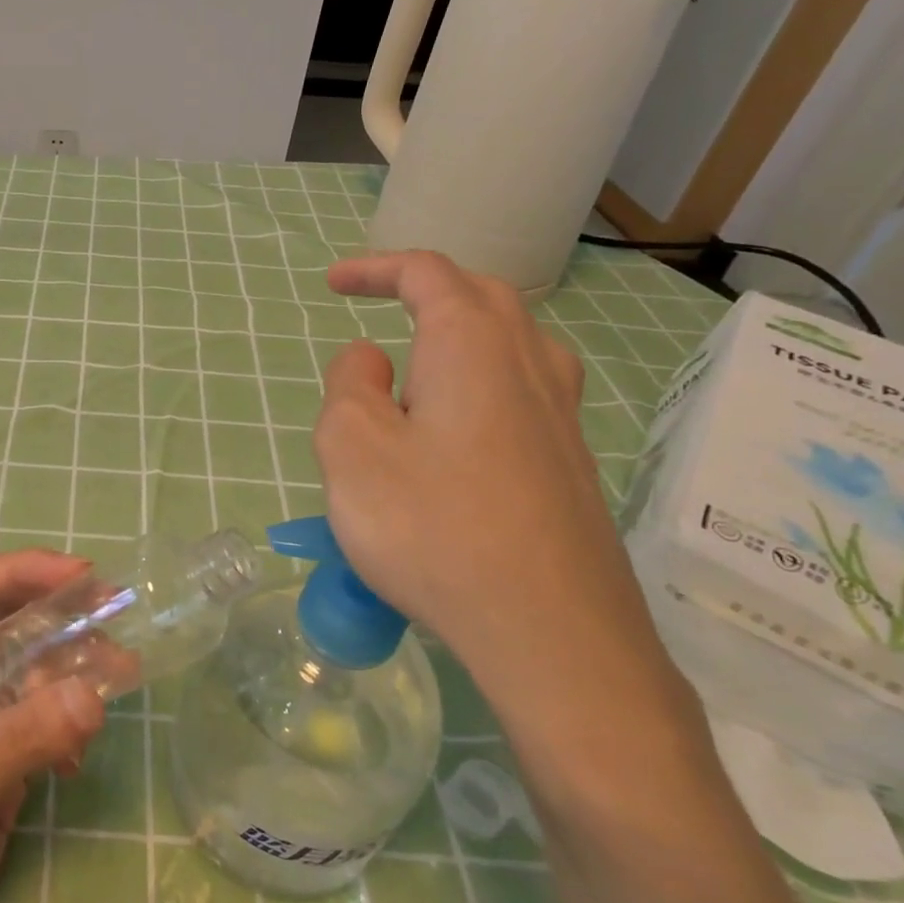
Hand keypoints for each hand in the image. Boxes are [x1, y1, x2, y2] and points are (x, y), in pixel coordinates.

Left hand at [0, 552, 105, 902]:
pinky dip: (68, 728)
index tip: (83, 574)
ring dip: (73, 670)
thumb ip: (17, 739)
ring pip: (30, 673)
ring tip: (120, 675)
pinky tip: (79, 759)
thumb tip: (95, 697)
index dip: (22, 571)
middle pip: (6, 624)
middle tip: (114, 612)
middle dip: (57, 615)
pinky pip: (42, 727)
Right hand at [318, 251, 684, 730]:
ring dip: (458, 337)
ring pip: (511, 346)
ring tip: (413, 372)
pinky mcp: (571, 466)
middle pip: (482, 298)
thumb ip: (350, 386)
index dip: (376, 268)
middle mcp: (529, 366)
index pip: (427, 274)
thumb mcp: (353, 448)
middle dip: (425, 290)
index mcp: (472, 347)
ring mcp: (562, 417)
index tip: (332, 284)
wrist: (553, 633)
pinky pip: (521, 396)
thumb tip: (372, 358)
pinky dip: (477, 386)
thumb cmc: (434, 527)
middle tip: (379, 308)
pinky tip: (453, 436)